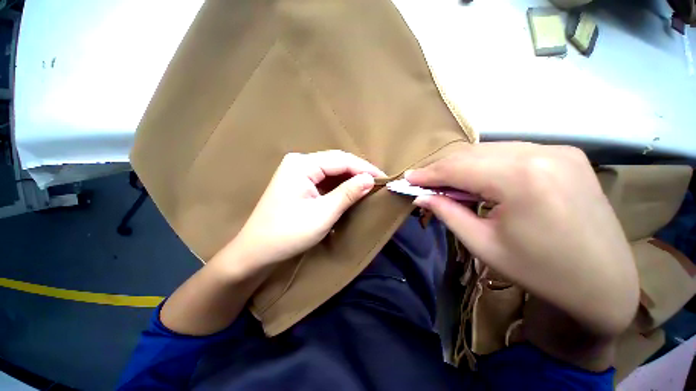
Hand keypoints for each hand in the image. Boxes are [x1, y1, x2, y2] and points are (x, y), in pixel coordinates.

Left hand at [231, 150, 384, 270]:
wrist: (257, 251)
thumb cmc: (289, 233)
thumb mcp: (323, 214)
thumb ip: (348, 193)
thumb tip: (370, 179)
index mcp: (302, 164)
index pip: (341, 160)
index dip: (364, 168)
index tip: (383, 178)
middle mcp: (299, 162)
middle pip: (336, 163)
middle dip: (358, 172)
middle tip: (378, 182)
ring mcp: (297, 172)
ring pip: (331, 171)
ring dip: (349, 179)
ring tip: (368, 186)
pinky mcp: (298, 183)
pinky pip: (324, 180)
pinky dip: (339, 185)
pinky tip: (350, 191)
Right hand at [406, 142, 638, 335]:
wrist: (604, 284)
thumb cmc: (540, 272)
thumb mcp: (483, 244)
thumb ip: (447, 213)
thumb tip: (421, 197)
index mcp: (522, 179)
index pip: (458, 167)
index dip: (428, 173)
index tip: (407, 179)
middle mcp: (542, 153)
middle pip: (473, 154)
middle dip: (442, 168)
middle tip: (422, 182)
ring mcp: (559, 151)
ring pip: (491, 150)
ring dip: (463, 166)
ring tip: (445, 183)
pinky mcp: (566, 155)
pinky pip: (511, 153)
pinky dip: (486, 164)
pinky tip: (478, 180)